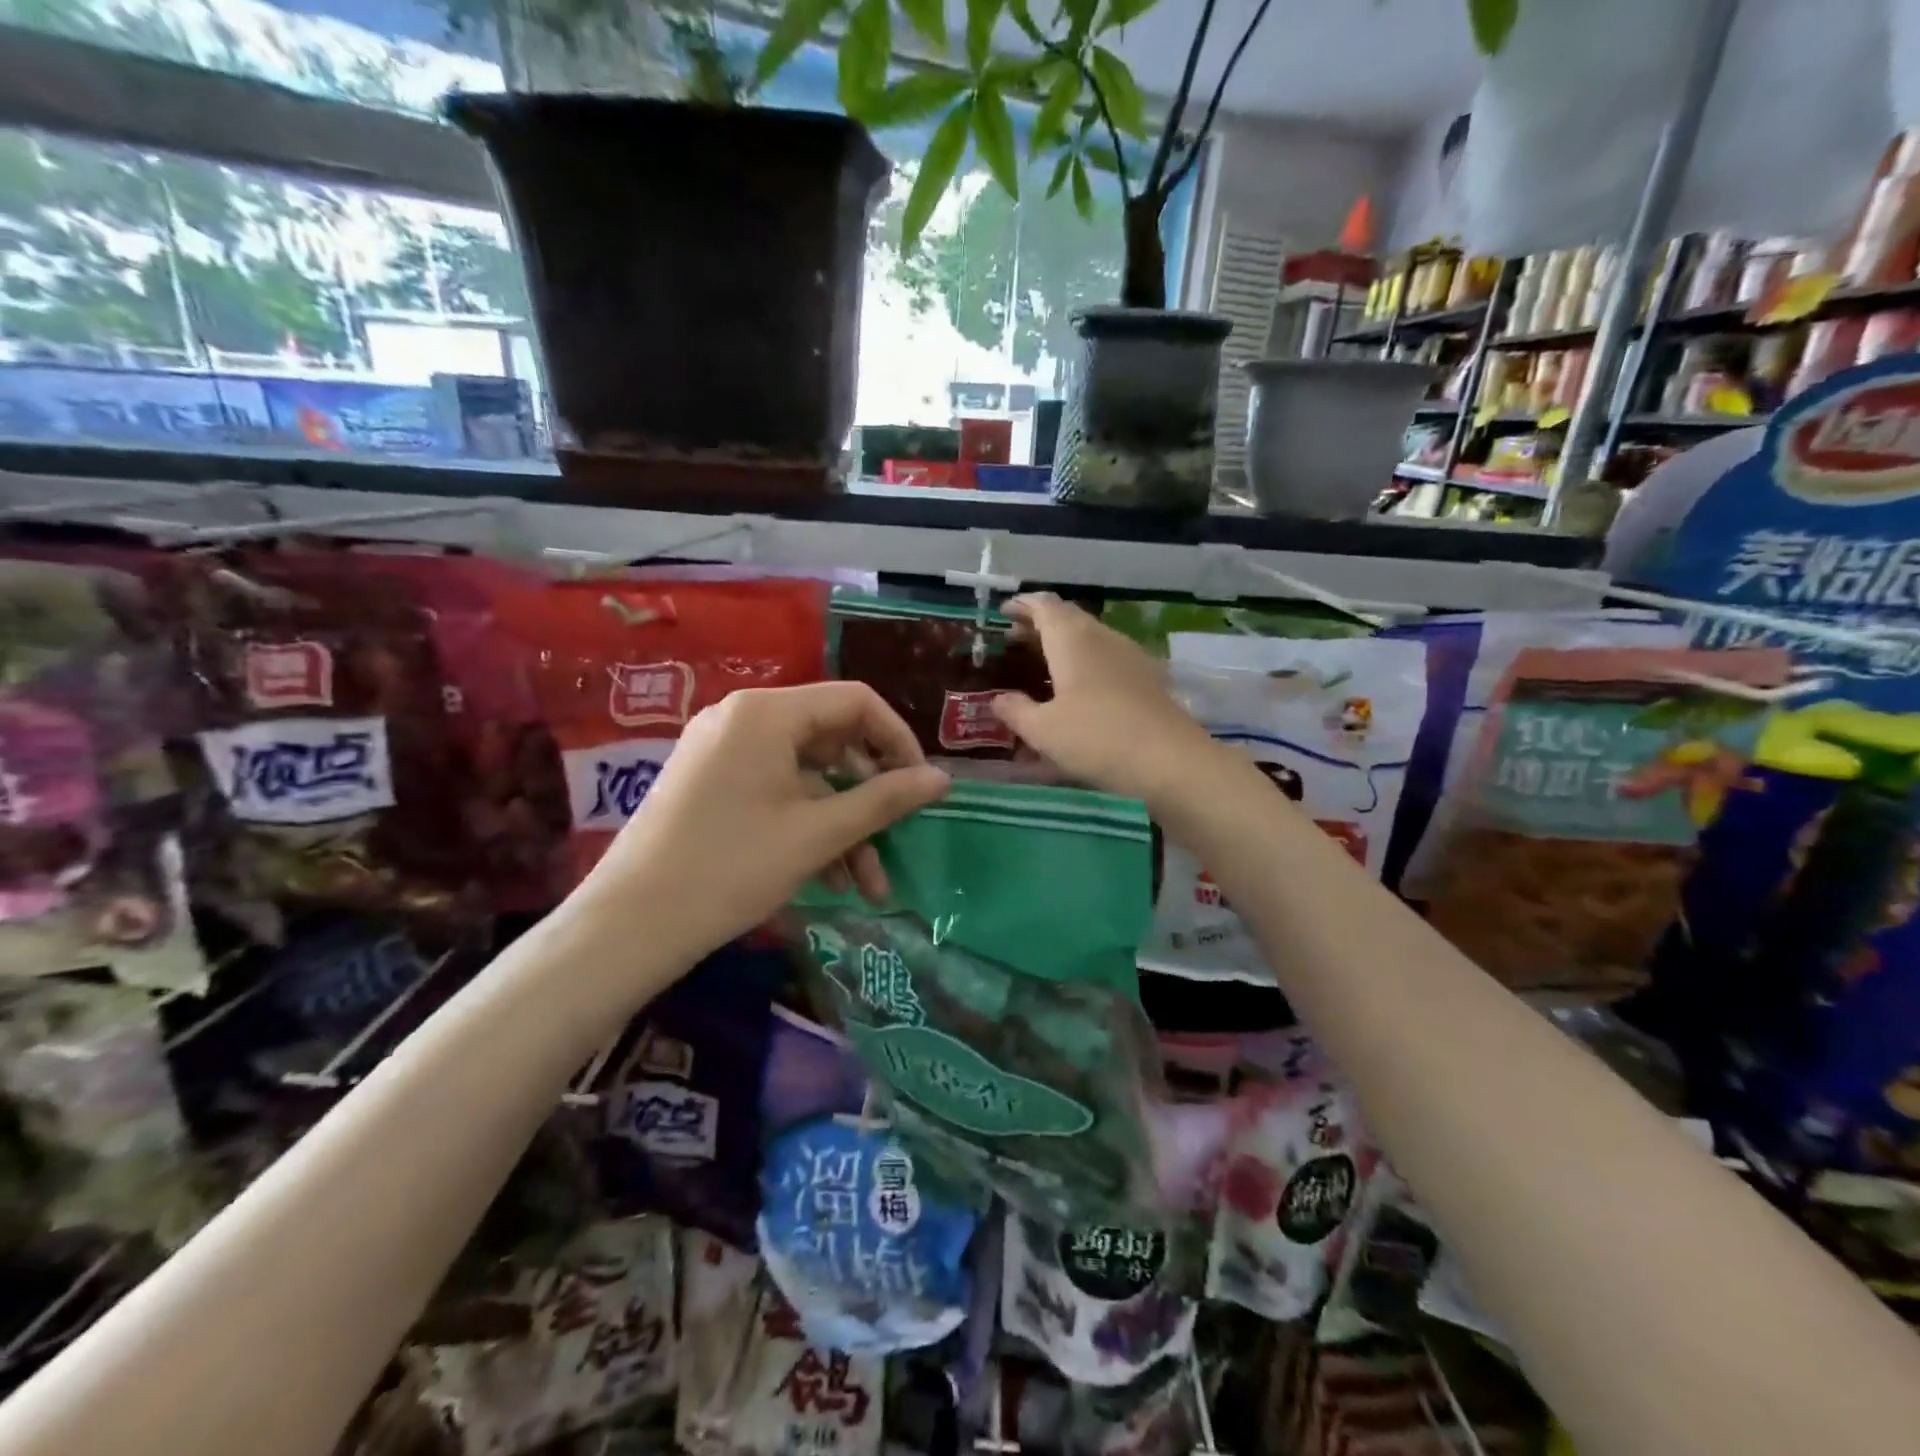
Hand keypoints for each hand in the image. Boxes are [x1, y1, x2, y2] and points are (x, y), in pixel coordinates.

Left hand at [578, 683, 949, 965]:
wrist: (629, 926)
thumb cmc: (731, 868)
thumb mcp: (818, 834)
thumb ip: (884, 800)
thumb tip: (942, 779)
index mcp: (767, 713)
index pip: (856, 702)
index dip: (898, 740)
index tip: (921, 786)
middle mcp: (743, 718)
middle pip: (832, 739)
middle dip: (871, 795)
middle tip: (899, 836)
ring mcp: (723, 751)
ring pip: (807, 776)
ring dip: (844, 824)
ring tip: (869, 886)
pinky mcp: (712, 783)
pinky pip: (777, 792)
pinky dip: (808, 827)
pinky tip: (831, 878)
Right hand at [991, 593, 1225, 812]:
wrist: (1171, 763)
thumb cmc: (1097, 738)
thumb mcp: (1042, 730)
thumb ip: (1015, 710)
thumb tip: (998, 699)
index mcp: (1072, 638)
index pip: (1043, 606)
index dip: (1022, 606)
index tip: (1003, 613)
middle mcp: (1103, 637)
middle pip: (1068, 618)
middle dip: (1040, 625)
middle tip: (1015, 641)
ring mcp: (1131, 656)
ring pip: (1090, 638)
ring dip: (1064, 645)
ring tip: (1043, 665)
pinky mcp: (1148, 679)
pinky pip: (1108, 659)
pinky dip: (1086, 664)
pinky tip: (1081, 690)